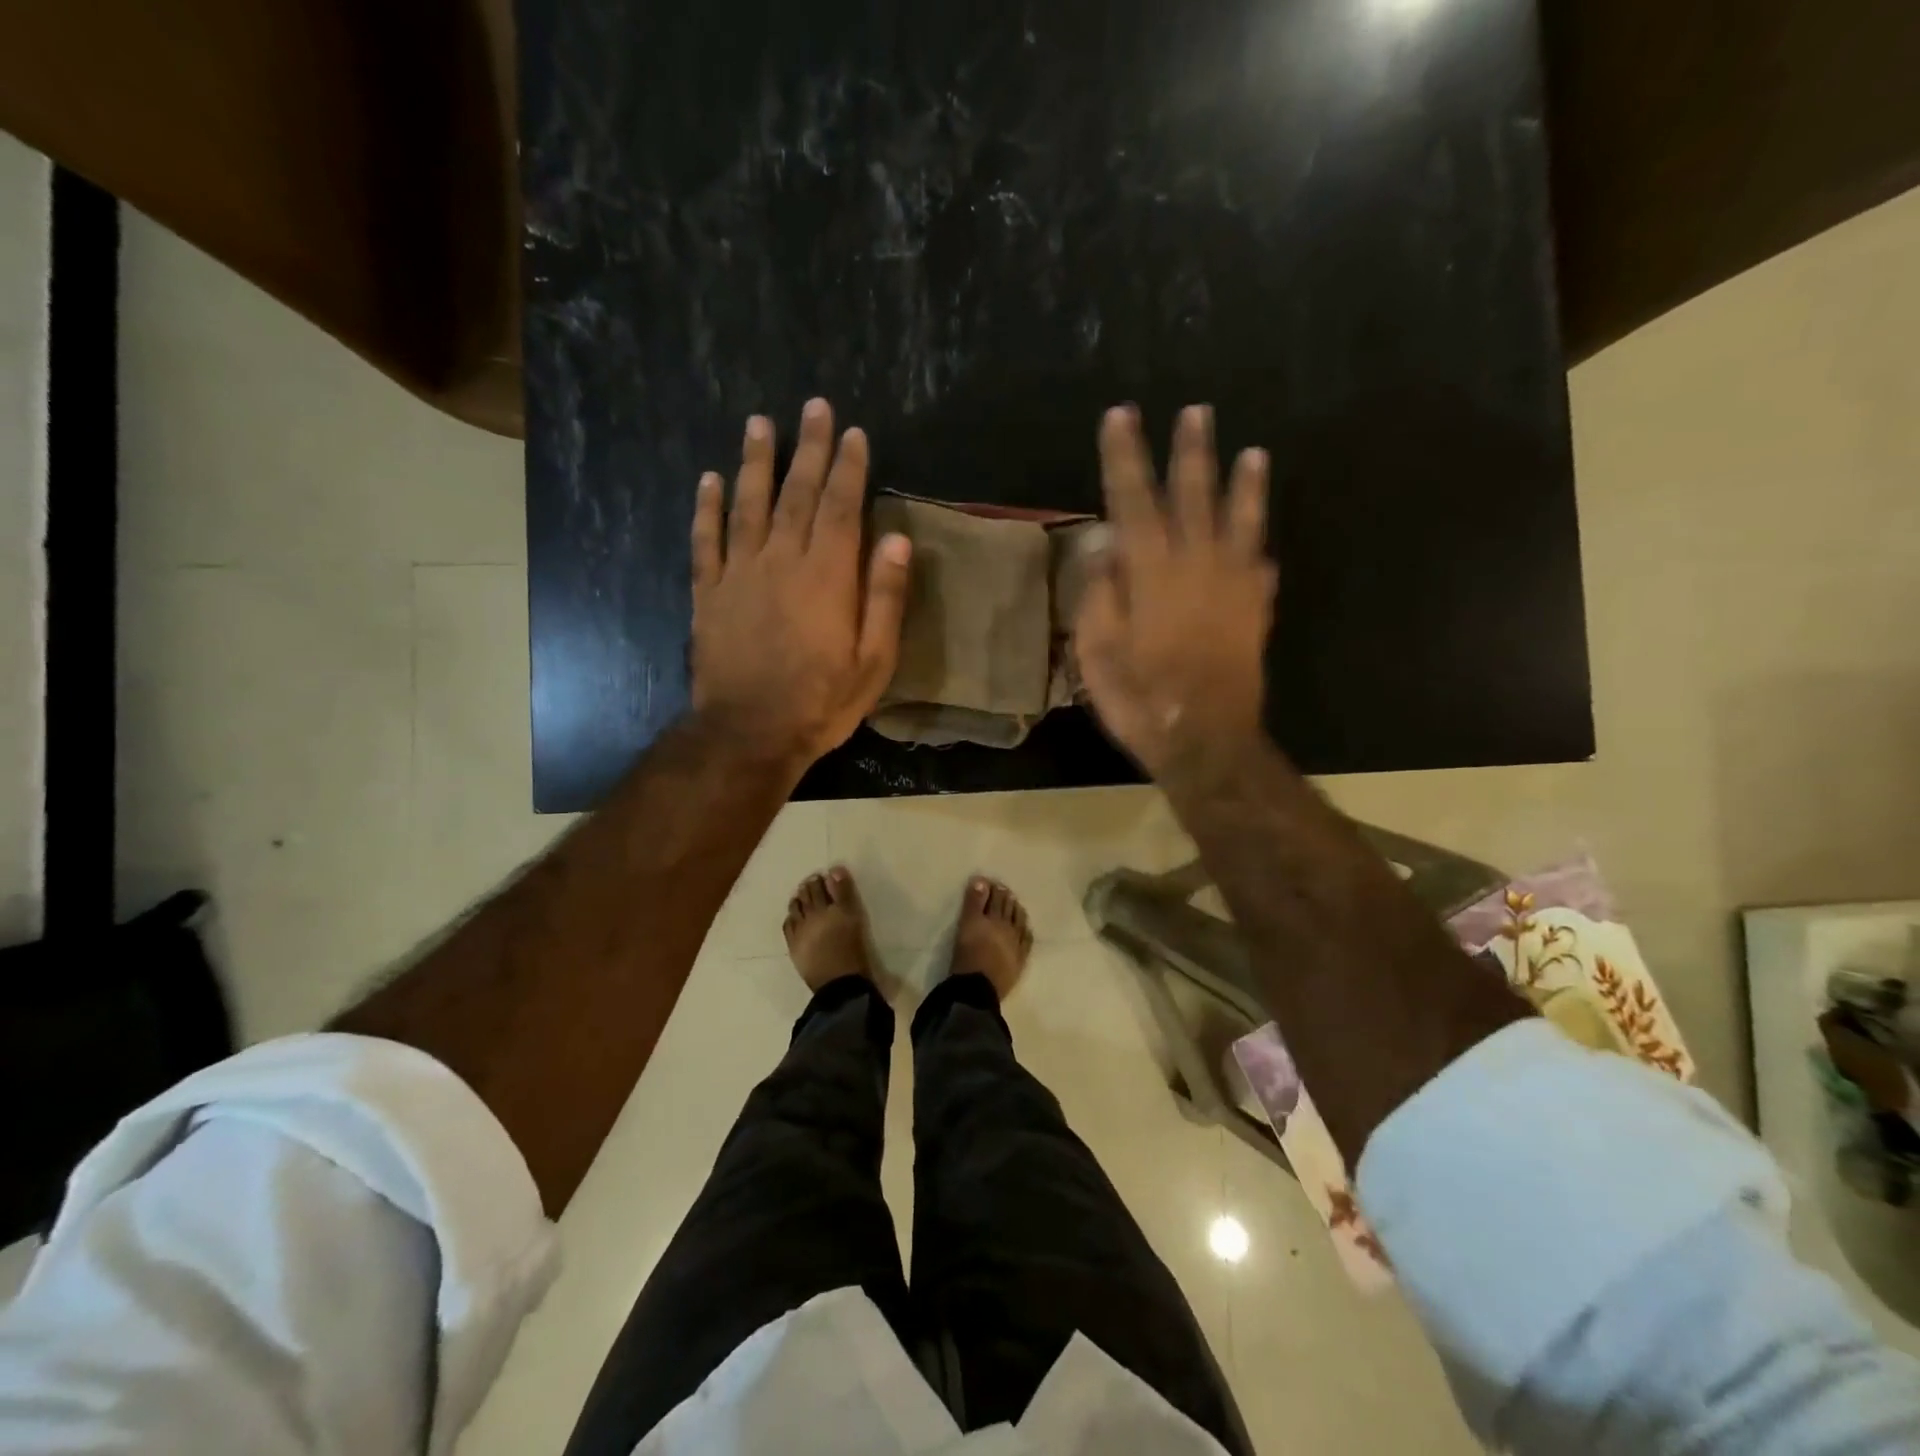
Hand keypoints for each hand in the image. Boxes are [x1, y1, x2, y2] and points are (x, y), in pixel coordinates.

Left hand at [690, 398, 911, 770]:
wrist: (750, 733)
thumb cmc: (821, 702)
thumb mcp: (874, 661)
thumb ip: (884, 598)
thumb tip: (897, 541)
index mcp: (827, 576)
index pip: (841, 507)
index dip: (849, 467)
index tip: (853, 433)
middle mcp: (782, 561)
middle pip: (797, 494)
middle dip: (809, 448)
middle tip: (813, 407)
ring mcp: (740, 574)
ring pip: (748, 504)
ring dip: (755, 461)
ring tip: (759, 422)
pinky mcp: (709, 593)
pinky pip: (706, 541)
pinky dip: (707, 508)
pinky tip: (709, 479)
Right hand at [1073, 404, 1276, 778]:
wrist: (1205, 739)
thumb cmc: (1140, 696)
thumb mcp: (1097, 650)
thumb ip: (1100, 592)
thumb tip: (1105, 543)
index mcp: (1152, 571)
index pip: (1133, 499)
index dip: (1125, 456)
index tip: (1122, 415)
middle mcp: (1197, 565)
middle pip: (1193, 496)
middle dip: (1191, 452)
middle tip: (1197, 412)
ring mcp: (1233, 586)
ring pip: (1240, 522)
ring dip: (1245, 485)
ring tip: (1254, 452)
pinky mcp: (1255, 612)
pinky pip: (1261, 569)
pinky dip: (1259, 552)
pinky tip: (1261, 546)